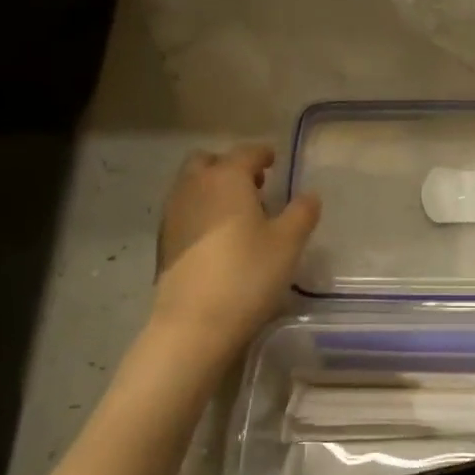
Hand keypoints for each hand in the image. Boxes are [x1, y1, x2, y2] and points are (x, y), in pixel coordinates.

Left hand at [151, 144, 319, 351]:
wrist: (195, 322)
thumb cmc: (248, 274)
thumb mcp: (288, 243)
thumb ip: (302, 213)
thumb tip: (309, 195)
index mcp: (226, 178)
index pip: (246, 153)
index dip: (263, 154)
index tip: (274, 160)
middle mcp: (193, 186)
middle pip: (208, 161)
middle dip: (230, 166)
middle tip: (255, 186)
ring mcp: (173, 214)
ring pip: (192, 186)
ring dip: (213, 189)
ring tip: (238, 214)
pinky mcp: (164, 242)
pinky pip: (184, 211)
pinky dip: (201, 212)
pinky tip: (218, 238)